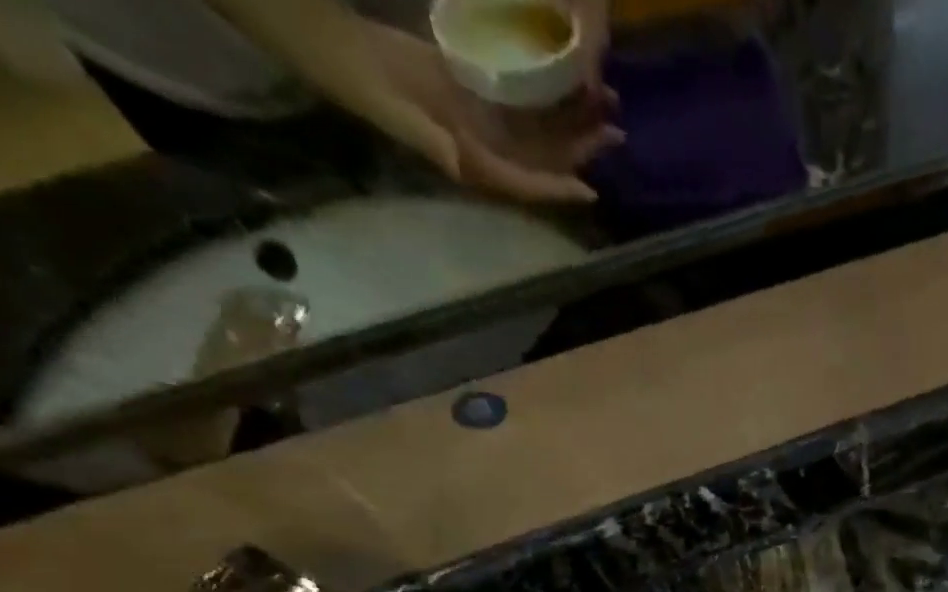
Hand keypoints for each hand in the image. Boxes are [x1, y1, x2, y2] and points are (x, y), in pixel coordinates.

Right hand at [309, 17, 623, 202]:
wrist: (329, 45)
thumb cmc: (355, 81)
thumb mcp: (389, 111)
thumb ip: (424, 139)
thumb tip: (455, 162)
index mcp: (470, 162)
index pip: (523, 183)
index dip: (556, 188)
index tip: (590, 190)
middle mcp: (485, 148)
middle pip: (543, 158)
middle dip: (581, 151)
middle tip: (617, 134)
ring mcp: (482, 121)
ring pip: (540, 130)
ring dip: (574, 122)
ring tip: (609, 109)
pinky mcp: (476, 92)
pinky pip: (522, 100)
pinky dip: (549, 93)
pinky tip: (574, 80)